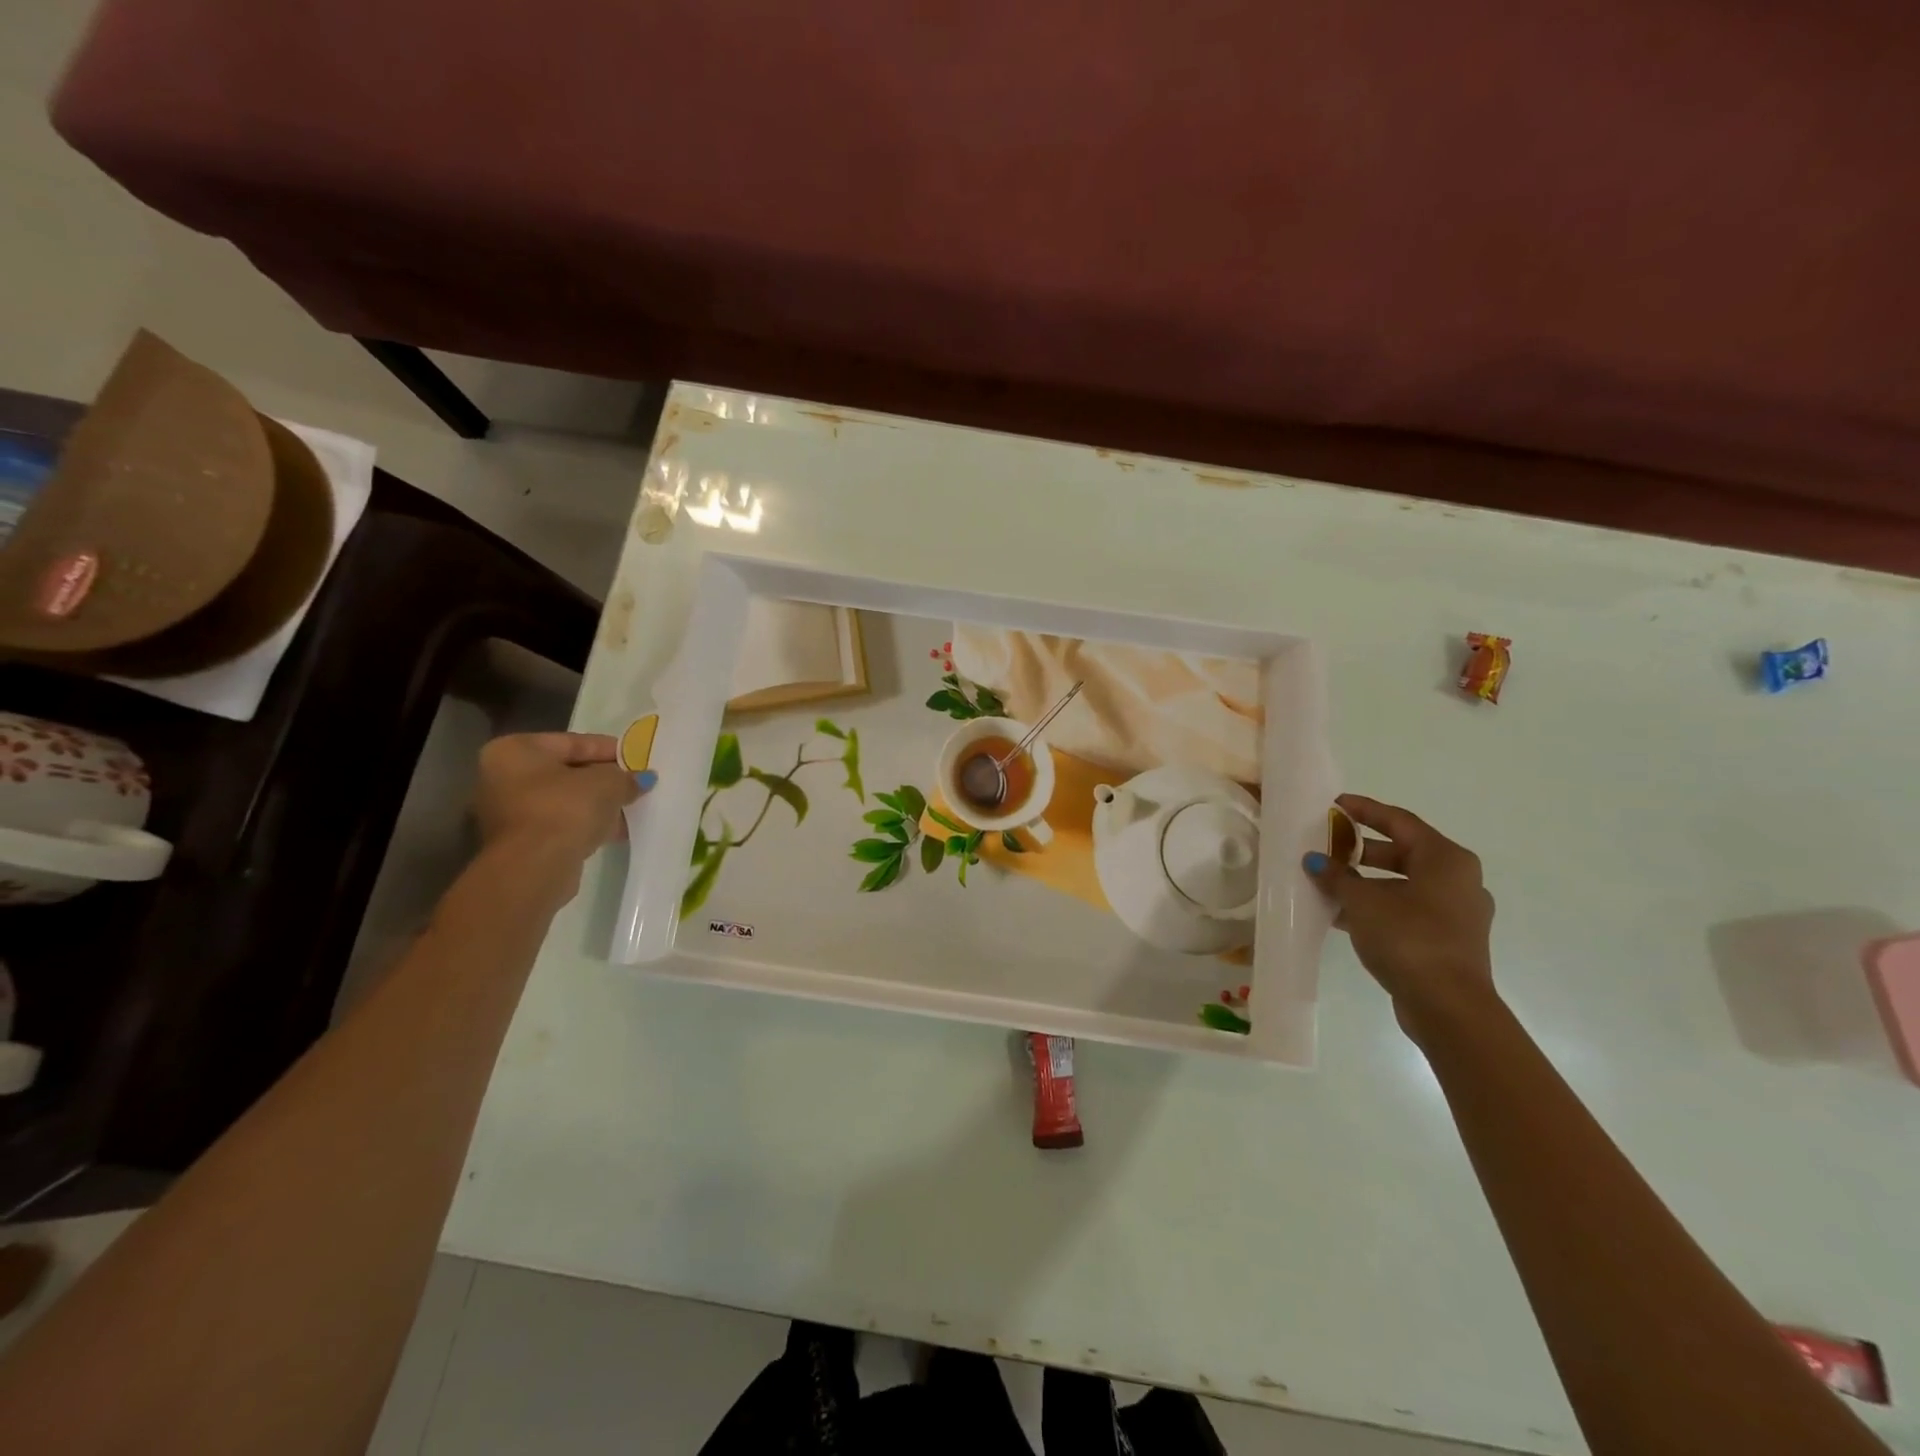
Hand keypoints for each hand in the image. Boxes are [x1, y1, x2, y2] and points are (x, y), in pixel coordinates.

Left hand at [475, 733, 643, 878]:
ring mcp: (508, 811)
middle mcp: (503, 777)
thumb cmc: (565, 809)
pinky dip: (586, 824)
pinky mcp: (520, 842)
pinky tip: (615, 830)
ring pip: (565, 800)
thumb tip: (642, 779)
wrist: (534, 868)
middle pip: (567, 771)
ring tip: (631, 808)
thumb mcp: (608, 784)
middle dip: (604, 779)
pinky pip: (561, 823)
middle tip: (636, 783)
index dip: (610, 749)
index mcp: (515, 750)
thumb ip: (627, 777)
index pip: (573, 742)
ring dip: (598, 804)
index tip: (637, 758)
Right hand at [1304, 794, 1495, 1033]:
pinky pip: (1407, 909)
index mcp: (1446, 859)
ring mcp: (1457, 912)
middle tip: (1327, 845)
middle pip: (1403, 852)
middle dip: (1361, 849)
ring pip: (1404, 883)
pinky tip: (1343, 914)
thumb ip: (1336, 876)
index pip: (1399, 821)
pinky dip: (1377, 905)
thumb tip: (1315, 861)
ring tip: (1328, 881)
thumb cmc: (1409, 938)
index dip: (1364, 810)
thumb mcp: (1362, 901)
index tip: (1335, 804)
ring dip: (1366, 881)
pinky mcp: (1448, 939)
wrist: (1448, 1006)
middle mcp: (1458, 879)